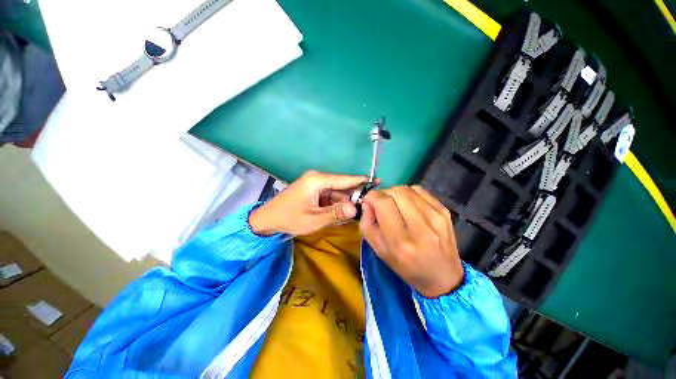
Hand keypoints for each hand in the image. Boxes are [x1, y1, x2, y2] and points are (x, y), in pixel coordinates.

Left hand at [249, 170, 368, 235]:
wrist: (267, 220)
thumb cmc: (289, 218)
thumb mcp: (314, 218)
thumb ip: (336, 213)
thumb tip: (356, 209)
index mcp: (318, 180)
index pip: (345, 179)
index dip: (361, 181)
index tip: (377, 181)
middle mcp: (318, 179)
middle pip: (341, 187)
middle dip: (352, 198)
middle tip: (366, 208)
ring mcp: (315, 185)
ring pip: (336, 193)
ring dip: (344, 203)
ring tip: (354, 214)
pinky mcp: (313, 191)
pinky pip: (329, 197)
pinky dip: (335, 205)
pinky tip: (341, 214)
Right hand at [359, 185, 463, 297]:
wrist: (442, 276)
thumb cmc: (405, 266)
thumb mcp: (378, 250)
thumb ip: (367, 223)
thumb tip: (368, 202)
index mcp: (401, 241)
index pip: (383, 203)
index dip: (372, 197)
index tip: (369, 202)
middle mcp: (420, 227)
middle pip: (395, 192)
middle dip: (383, 194)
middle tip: (380, 203)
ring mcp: (436, 217)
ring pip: (407, 189)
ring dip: (395, 192)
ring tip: (394, 203)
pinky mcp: (444, 211)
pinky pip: (419, 190)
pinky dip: (408, 193)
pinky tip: (407, 204)